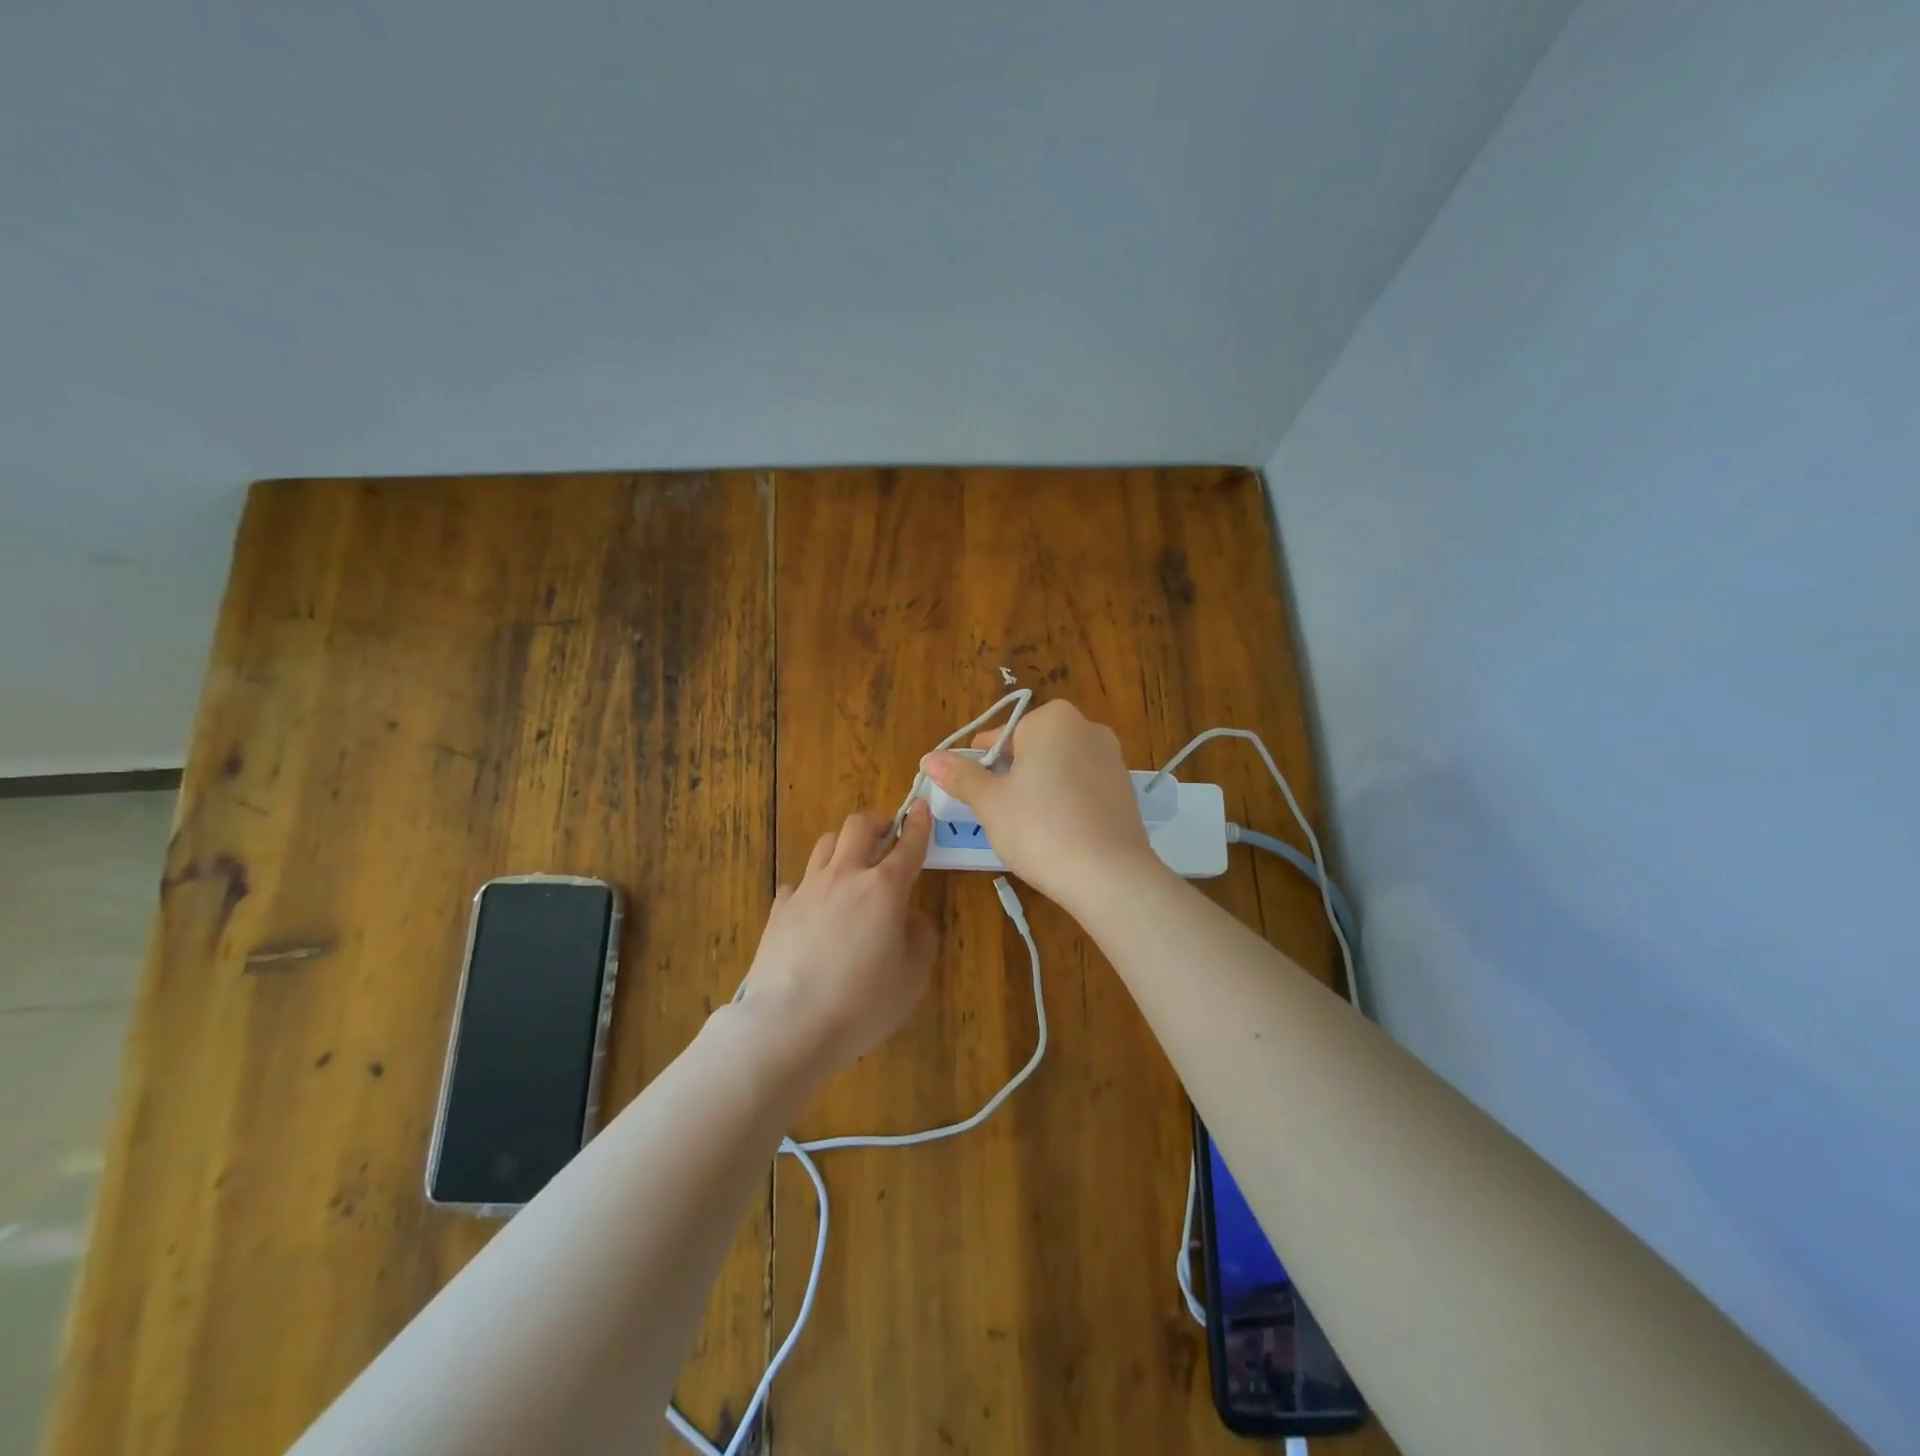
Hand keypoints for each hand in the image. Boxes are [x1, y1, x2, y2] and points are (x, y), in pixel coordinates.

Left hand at [735, 802, 936, 1075]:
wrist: (789, 1023)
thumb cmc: (862, 1003)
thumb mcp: (913, 977)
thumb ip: (921, 938)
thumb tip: (911, 918)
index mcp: (884, 888)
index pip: (908, 844)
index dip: (919, 823)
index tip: (922, 807)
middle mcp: (845, 876)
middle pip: (859, 826)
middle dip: (878, 822)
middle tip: (887, 834)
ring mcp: (807, 889)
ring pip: (826, 844)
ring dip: (844, 846)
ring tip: (852, 864)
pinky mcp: (780, 909)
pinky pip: (799, 882)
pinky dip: (813, 885)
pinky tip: (815, 907)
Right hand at [919, 700, 1166, 910]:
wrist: (1109, 875)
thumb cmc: (1039, 828)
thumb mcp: (991, 802)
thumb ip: (961, 776)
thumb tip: (929, 758)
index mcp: (1052, 719)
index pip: (1000, 736)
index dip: (980, 765)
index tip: (971, 794)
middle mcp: (1086, 727)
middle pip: (1032, 749)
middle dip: (1011, 776)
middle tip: (997, 813)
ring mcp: (1111, 758)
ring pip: (1058, 768)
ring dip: (1038, 789)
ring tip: (1026, 827)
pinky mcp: (1125, 788)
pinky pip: (1082, 788)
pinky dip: (1066, 803)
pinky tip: (1058, 834)